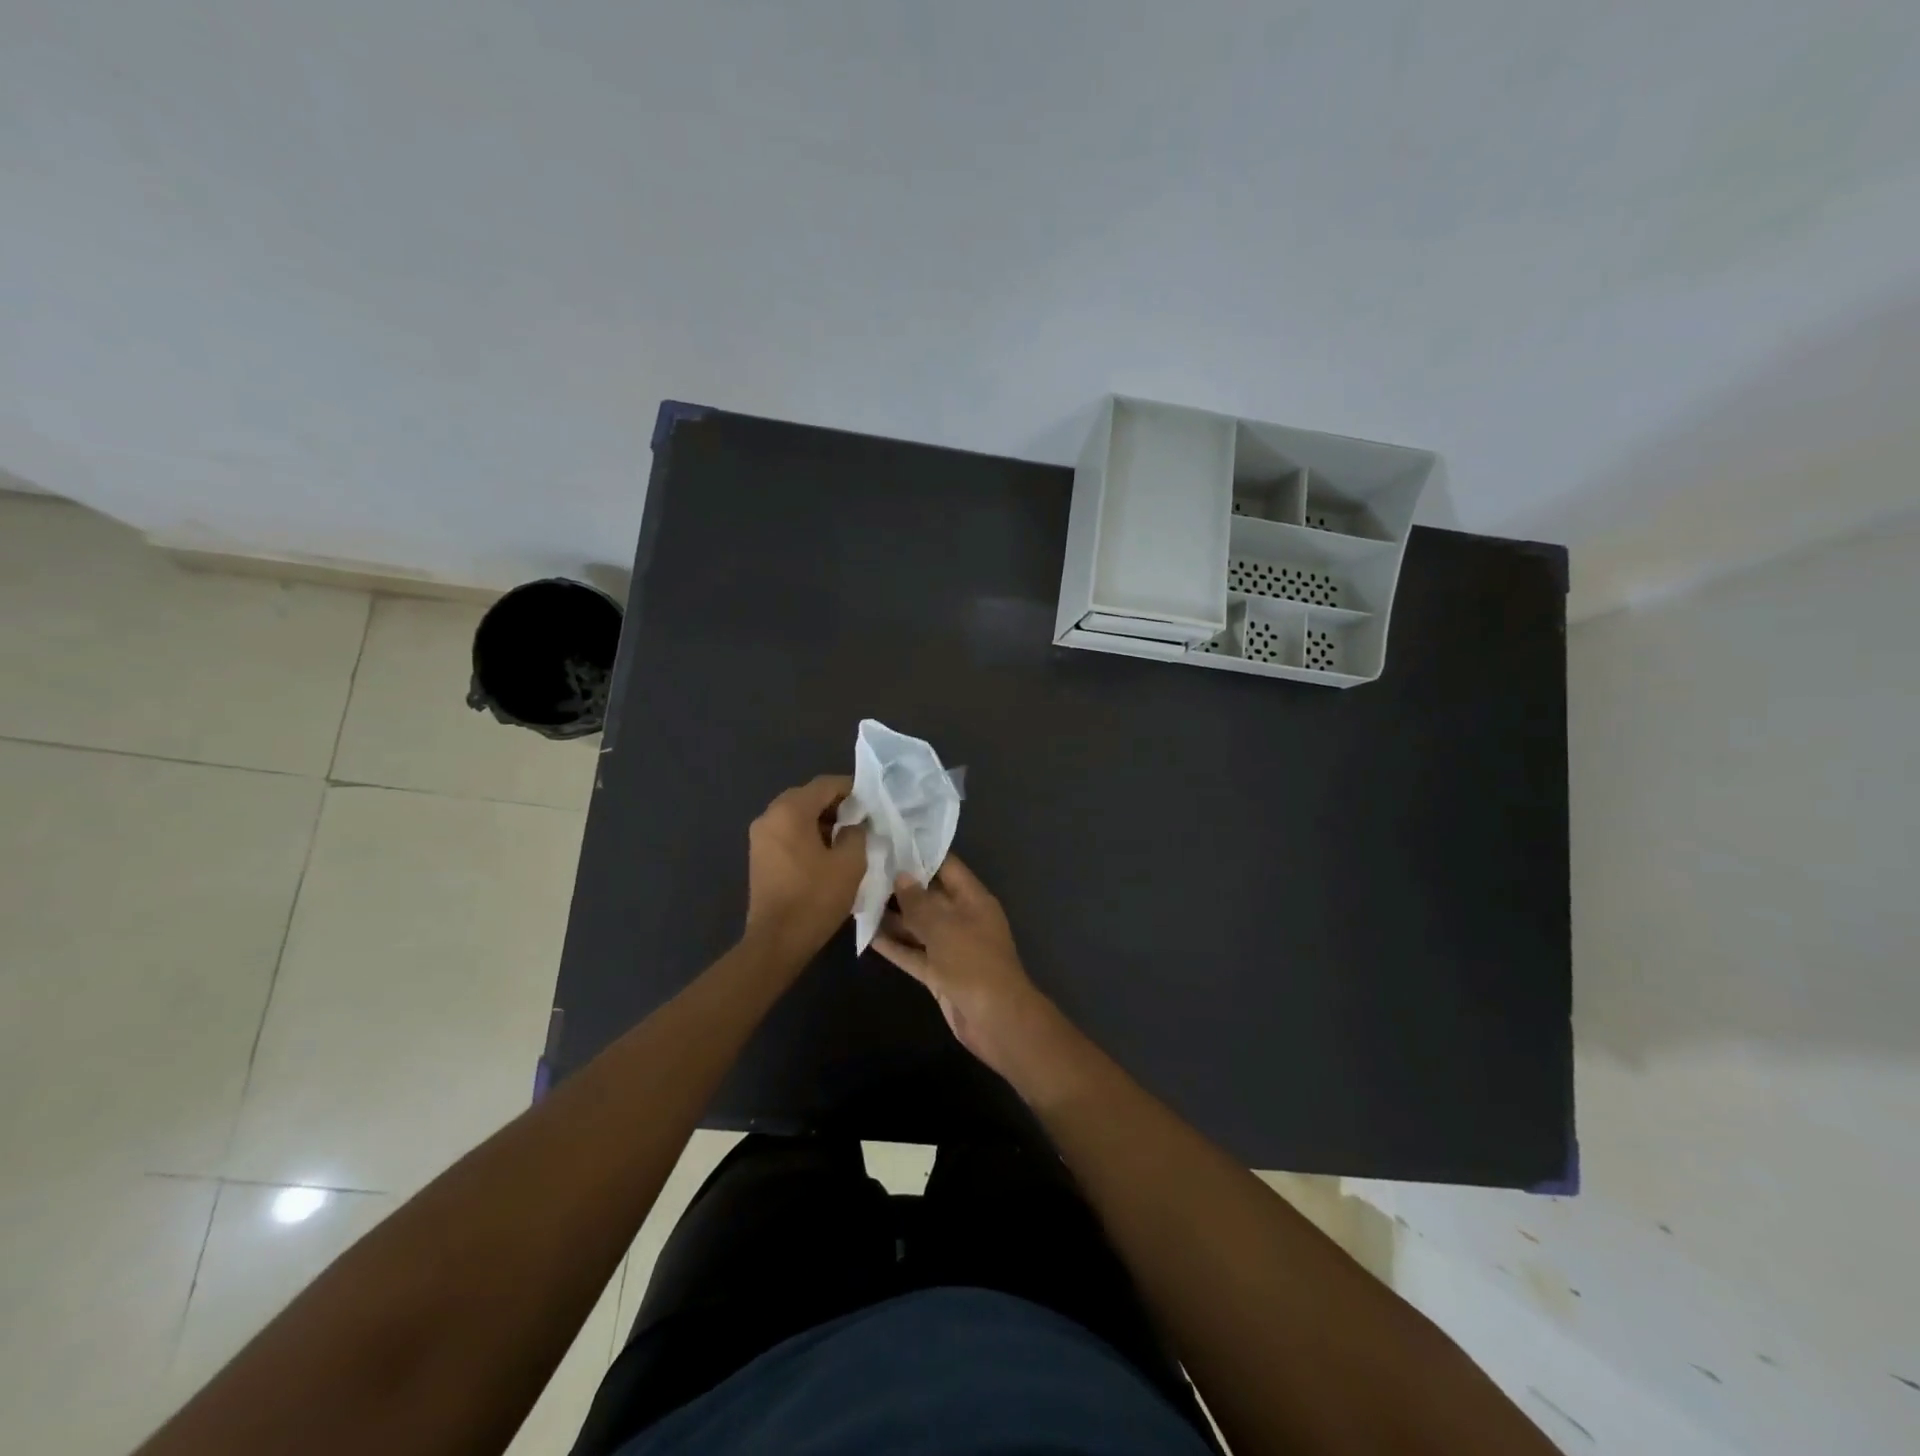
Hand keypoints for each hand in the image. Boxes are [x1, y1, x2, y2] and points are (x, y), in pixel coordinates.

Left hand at [744, 775, 866, 961]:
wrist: (777, 940)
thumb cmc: (815, 898)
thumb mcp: (850, 863)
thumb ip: (857, 833)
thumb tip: (855, 824)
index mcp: (790, 811)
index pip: (825, 784)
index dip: (852, 789)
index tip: (872, 803)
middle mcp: (770, 815)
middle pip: (808, 797)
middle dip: (836, 805)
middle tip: (861, 821)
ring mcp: (760, 836)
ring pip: (796, 815)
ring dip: (821, 821)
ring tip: (847, 838)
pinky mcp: (759, 855)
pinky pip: (787, 832)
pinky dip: (807, 834)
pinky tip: (826, 853)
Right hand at [872, 853, 1049, 1072]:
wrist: (995, 1020)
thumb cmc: (973, 963)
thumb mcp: (944, 927)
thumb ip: (919, 901)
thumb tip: (901, 875)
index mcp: (973, 899)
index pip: (946, 866)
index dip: (920, 854)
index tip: (889, 841)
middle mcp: (962, 918)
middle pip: (928, 896)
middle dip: (899, 885)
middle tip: (864, 868)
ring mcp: (950, 947)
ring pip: (917, 926)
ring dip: (892, 916)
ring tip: (857, 897)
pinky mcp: (938, 973)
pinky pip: (913, 953)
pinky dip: (893, 945)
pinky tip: (866, 933)